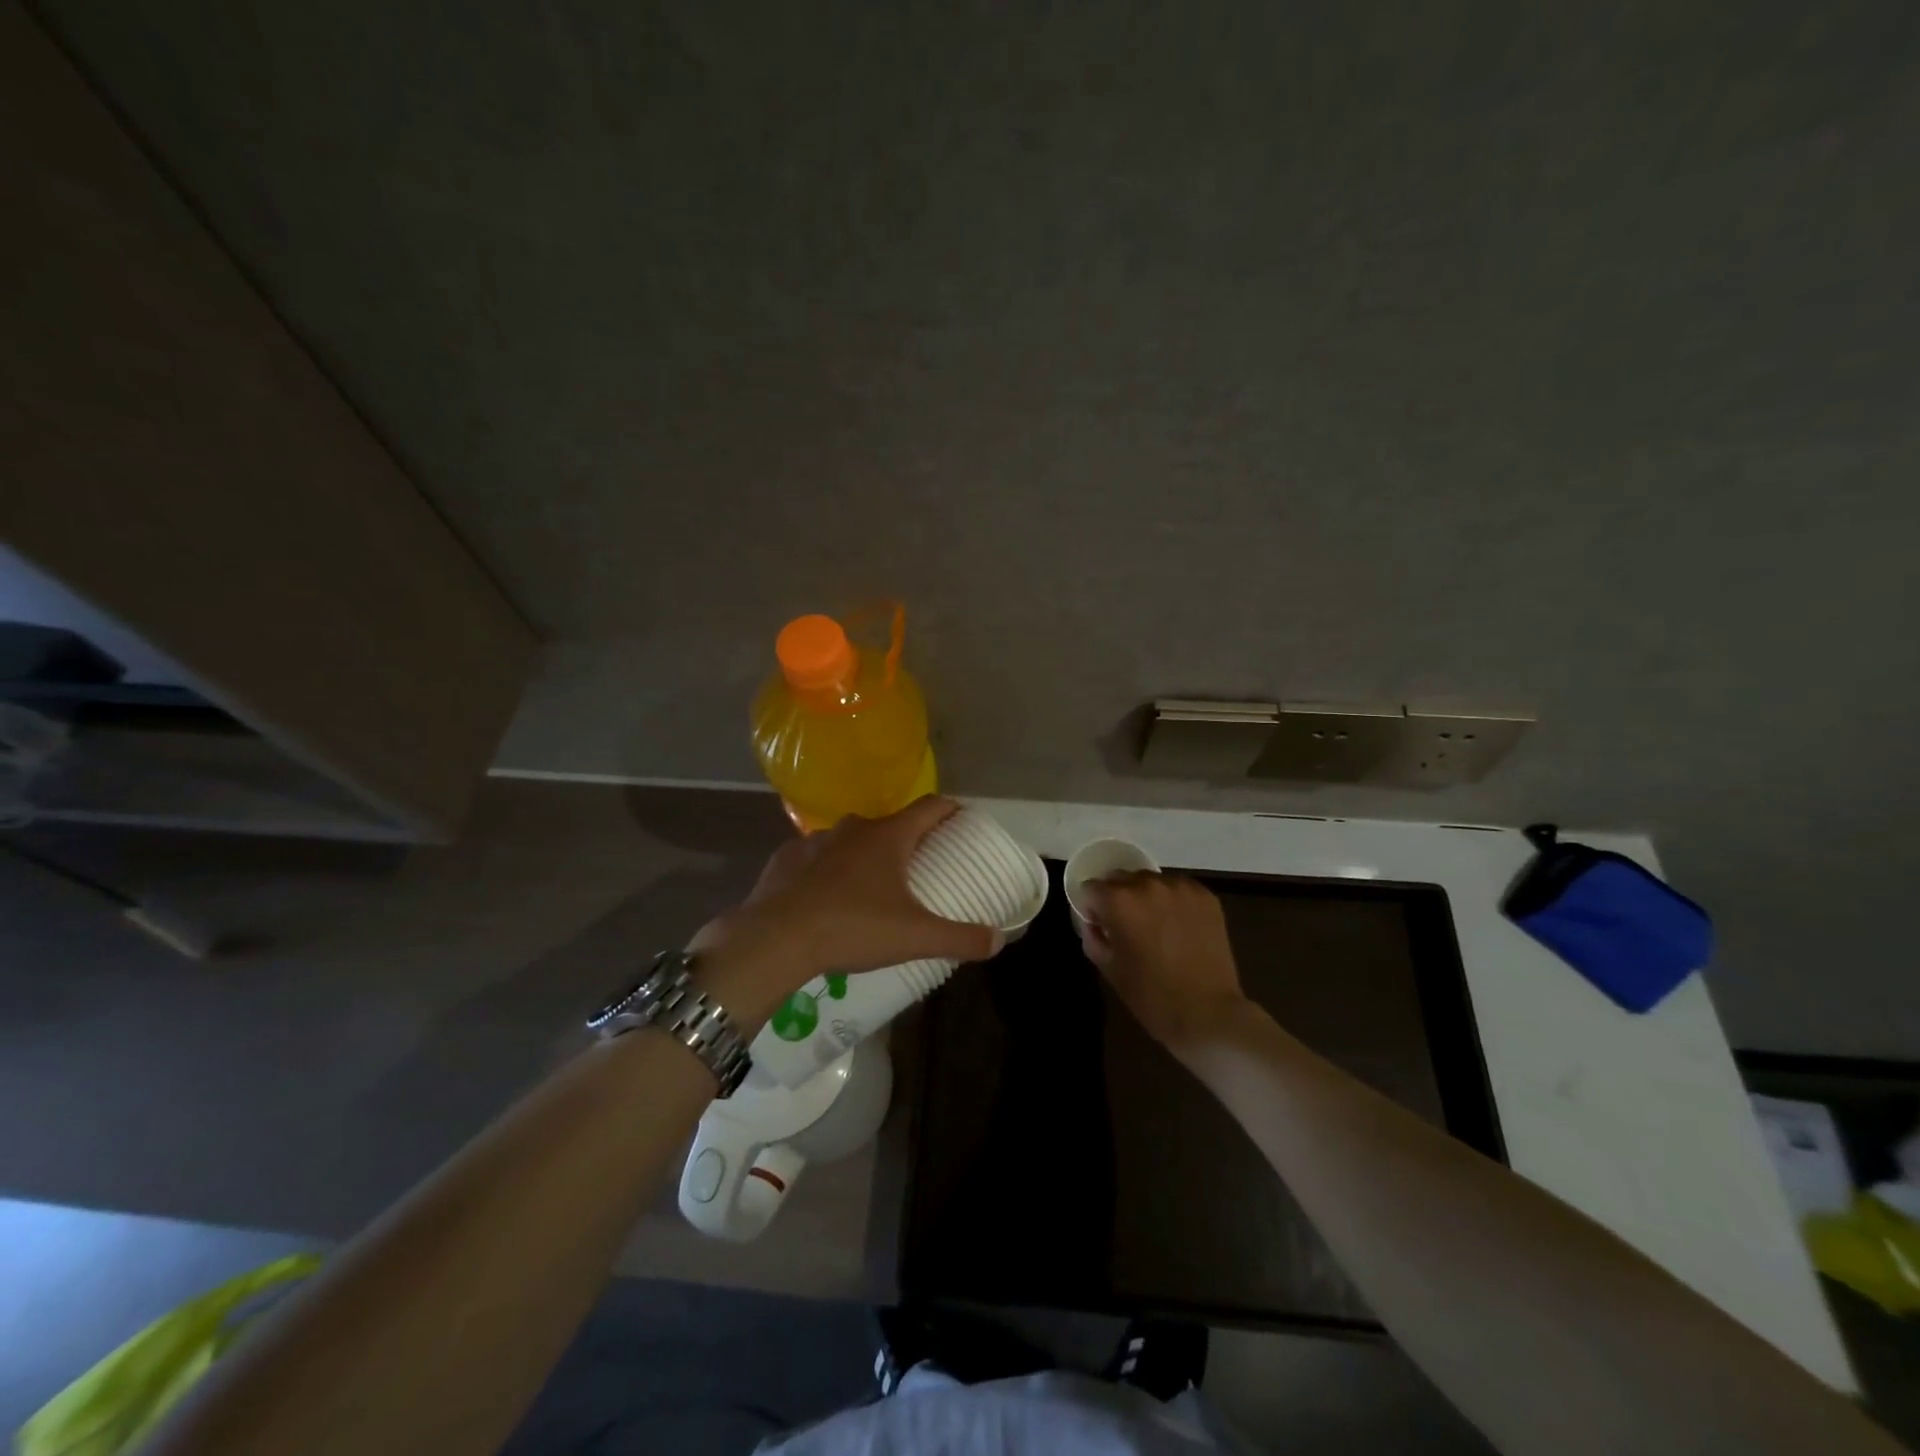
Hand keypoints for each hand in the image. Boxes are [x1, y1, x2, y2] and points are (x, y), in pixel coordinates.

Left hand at [689, 797, 1001, 1020]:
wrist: (775, 939)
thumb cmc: (853, 928)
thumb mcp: (915, 937)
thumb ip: (960, 937)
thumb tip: (998, 941)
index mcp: (889, 837)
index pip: (930, 807)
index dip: (950, 810)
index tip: (962, 818)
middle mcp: (853, 828)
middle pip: (890, 824)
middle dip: (907, 839)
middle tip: (919, 864)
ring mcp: (815, 840)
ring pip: (850, 840)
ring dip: (864, 854)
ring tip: (871, 885)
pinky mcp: (786, 858)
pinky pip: (815, 858)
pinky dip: (827, 870)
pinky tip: (826, 896)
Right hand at [1077, 872, 1251, 1056]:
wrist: (1207, 1012)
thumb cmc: (1151, 995)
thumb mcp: (1109, 968)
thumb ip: (1093, 936)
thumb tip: (1094, 923)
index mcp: (1119, 901)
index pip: (1092, 888)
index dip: (1092, 908)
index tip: (1101, 926)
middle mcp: (1148, 884)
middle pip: (1121, 878)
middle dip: (1118, 898)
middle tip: (1128, 926)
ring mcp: (1180, 888)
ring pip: (1151, 881)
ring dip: (1147, 897)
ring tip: (1157, 926)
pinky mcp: (1205, 896)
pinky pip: (1178, 889)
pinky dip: (1173, 901)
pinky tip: (1180, 926)